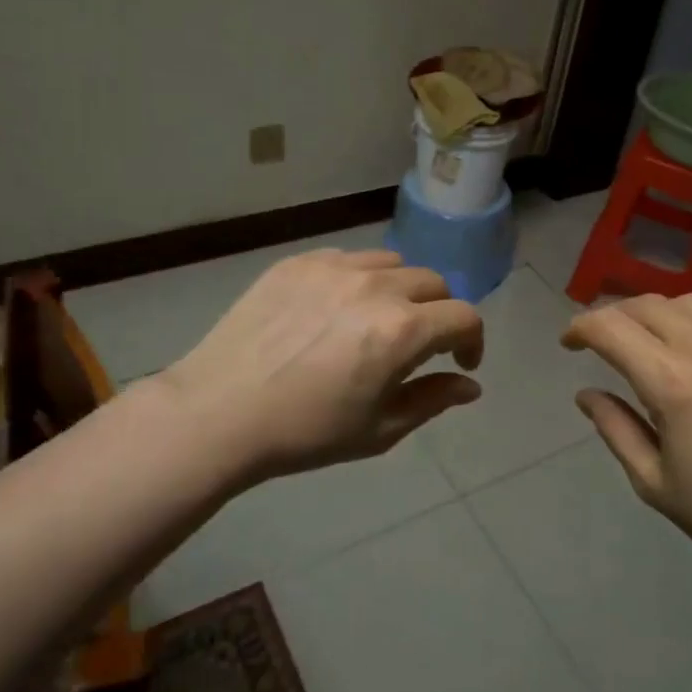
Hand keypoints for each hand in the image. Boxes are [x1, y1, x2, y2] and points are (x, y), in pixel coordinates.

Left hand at [161, 249, 483, 483]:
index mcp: (402, 330)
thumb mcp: (379, 429)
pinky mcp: (299, 262)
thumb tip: (470, 386)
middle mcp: (376, 287)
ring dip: (401, 290)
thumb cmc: (305, 432)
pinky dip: (360, 278)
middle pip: (433, 283)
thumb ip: (433, 400)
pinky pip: (348, 259)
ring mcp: (334, 268)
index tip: (461, 363)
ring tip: (379, 320)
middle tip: (421, 344)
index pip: (464, 317)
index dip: (473, 341)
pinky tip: (337, 309)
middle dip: (439, 313)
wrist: (218, 413)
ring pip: (392, 264)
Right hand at [562, 294, 691, 592]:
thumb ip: (615, 428)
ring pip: (686, 302)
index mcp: (672, 384)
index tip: (568, 343)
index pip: (611, 328)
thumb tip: (587, 394)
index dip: (580, 327)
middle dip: (612, 316)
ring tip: (645, 341)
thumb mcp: (655, 482)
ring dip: (654, 313)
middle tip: (599, 341)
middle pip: (646, 305)